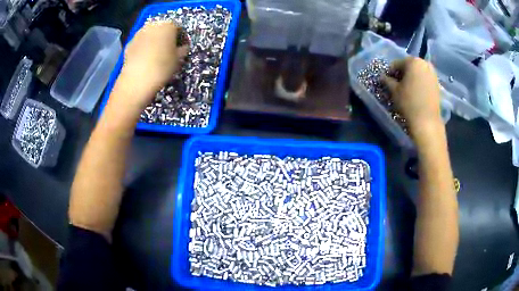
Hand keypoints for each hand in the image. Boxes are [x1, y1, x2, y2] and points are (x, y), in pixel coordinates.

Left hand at [111, 21, 188, 110]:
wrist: (136, 81)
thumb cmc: (162, 67)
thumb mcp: (179, 59)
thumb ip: (183, 49)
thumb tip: (182, 47)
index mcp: (168, 25)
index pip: (179, 28)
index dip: (181, 38)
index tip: (181, 48)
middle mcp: (153, 25)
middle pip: (163, 28)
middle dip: (166, 38)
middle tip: (168, 51)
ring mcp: (139, 33)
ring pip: (150, 35)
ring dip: (154, 42)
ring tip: (155, 56)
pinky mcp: (129, 43)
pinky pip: (140, 43)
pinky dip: (143, 48)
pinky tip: (144, 60)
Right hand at [383, 57, 442, 134]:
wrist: (427, 121)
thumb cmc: (409, 103)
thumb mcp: (394, 91)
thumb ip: (387, 80)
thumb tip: (383, 77)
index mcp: (413, 61)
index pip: (397, 63)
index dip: (390, 72)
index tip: (387, 81)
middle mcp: (424, 63)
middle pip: (409, 65)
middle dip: (402, 73)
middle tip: (397, 84)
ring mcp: (433, 73)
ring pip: (418, 72)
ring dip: (412, 77)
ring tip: (407, 89)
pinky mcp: (437, 83)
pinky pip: (425, 78)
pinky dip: (420, 82)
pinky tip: (416, 92)